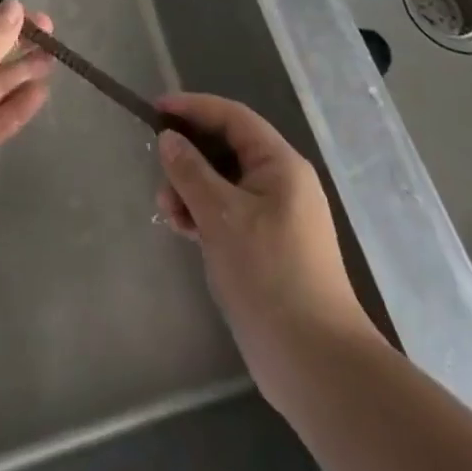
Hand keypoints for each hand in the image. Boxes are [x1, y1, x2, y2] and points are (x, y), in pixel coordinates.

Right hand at [155, 93, 374, 413]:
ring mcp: (276, 216)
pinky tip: (182, 228)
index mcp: (280, 165)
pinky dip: (203, 213)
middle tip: (157, 169)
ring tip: (167, 210)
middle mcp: (281, 182)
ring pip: (224, 183)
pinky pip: (228, 212)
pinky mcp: (267, 247)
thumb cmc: (269, 275)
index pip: (232, 117)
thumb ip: (190, 171)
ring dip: (192, 188)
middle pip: (227, 148)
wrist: (315, 363)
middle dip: (189, 155)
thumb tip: (168, 138)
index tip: (155, 109)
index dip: (193, 107)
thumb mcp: (220, 216)